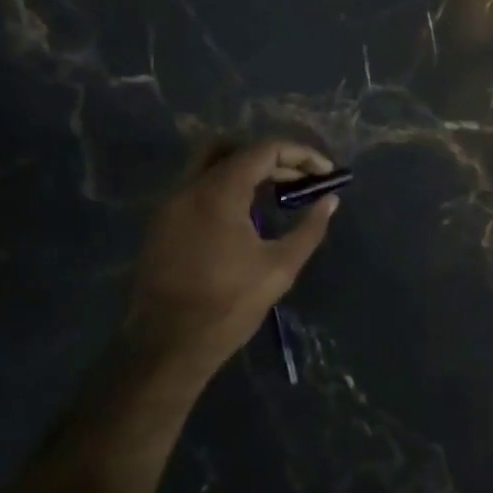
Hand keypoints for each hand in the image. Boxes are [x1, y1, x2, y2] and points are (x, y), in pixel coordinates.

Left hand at [120, 140, 339, 386]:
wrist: (167, 345)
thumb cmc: (228, 306)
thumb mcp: (279, 268)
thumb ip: (309, 229)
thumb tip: (330, 201)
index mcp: (218, 192)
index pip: (263, 149)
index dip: (300, 154)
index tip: (325, 172)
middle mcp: (189, 187)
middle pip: (231, 147)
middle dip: (270, 156)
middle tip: (298, 179)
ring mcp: (170, 205)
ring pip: (209, 166)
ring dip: (245, 171)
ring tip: (275, 195)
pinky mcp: (161, 224)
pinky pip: (196, 189)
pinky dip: (224, 188)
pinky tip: (245, 217)